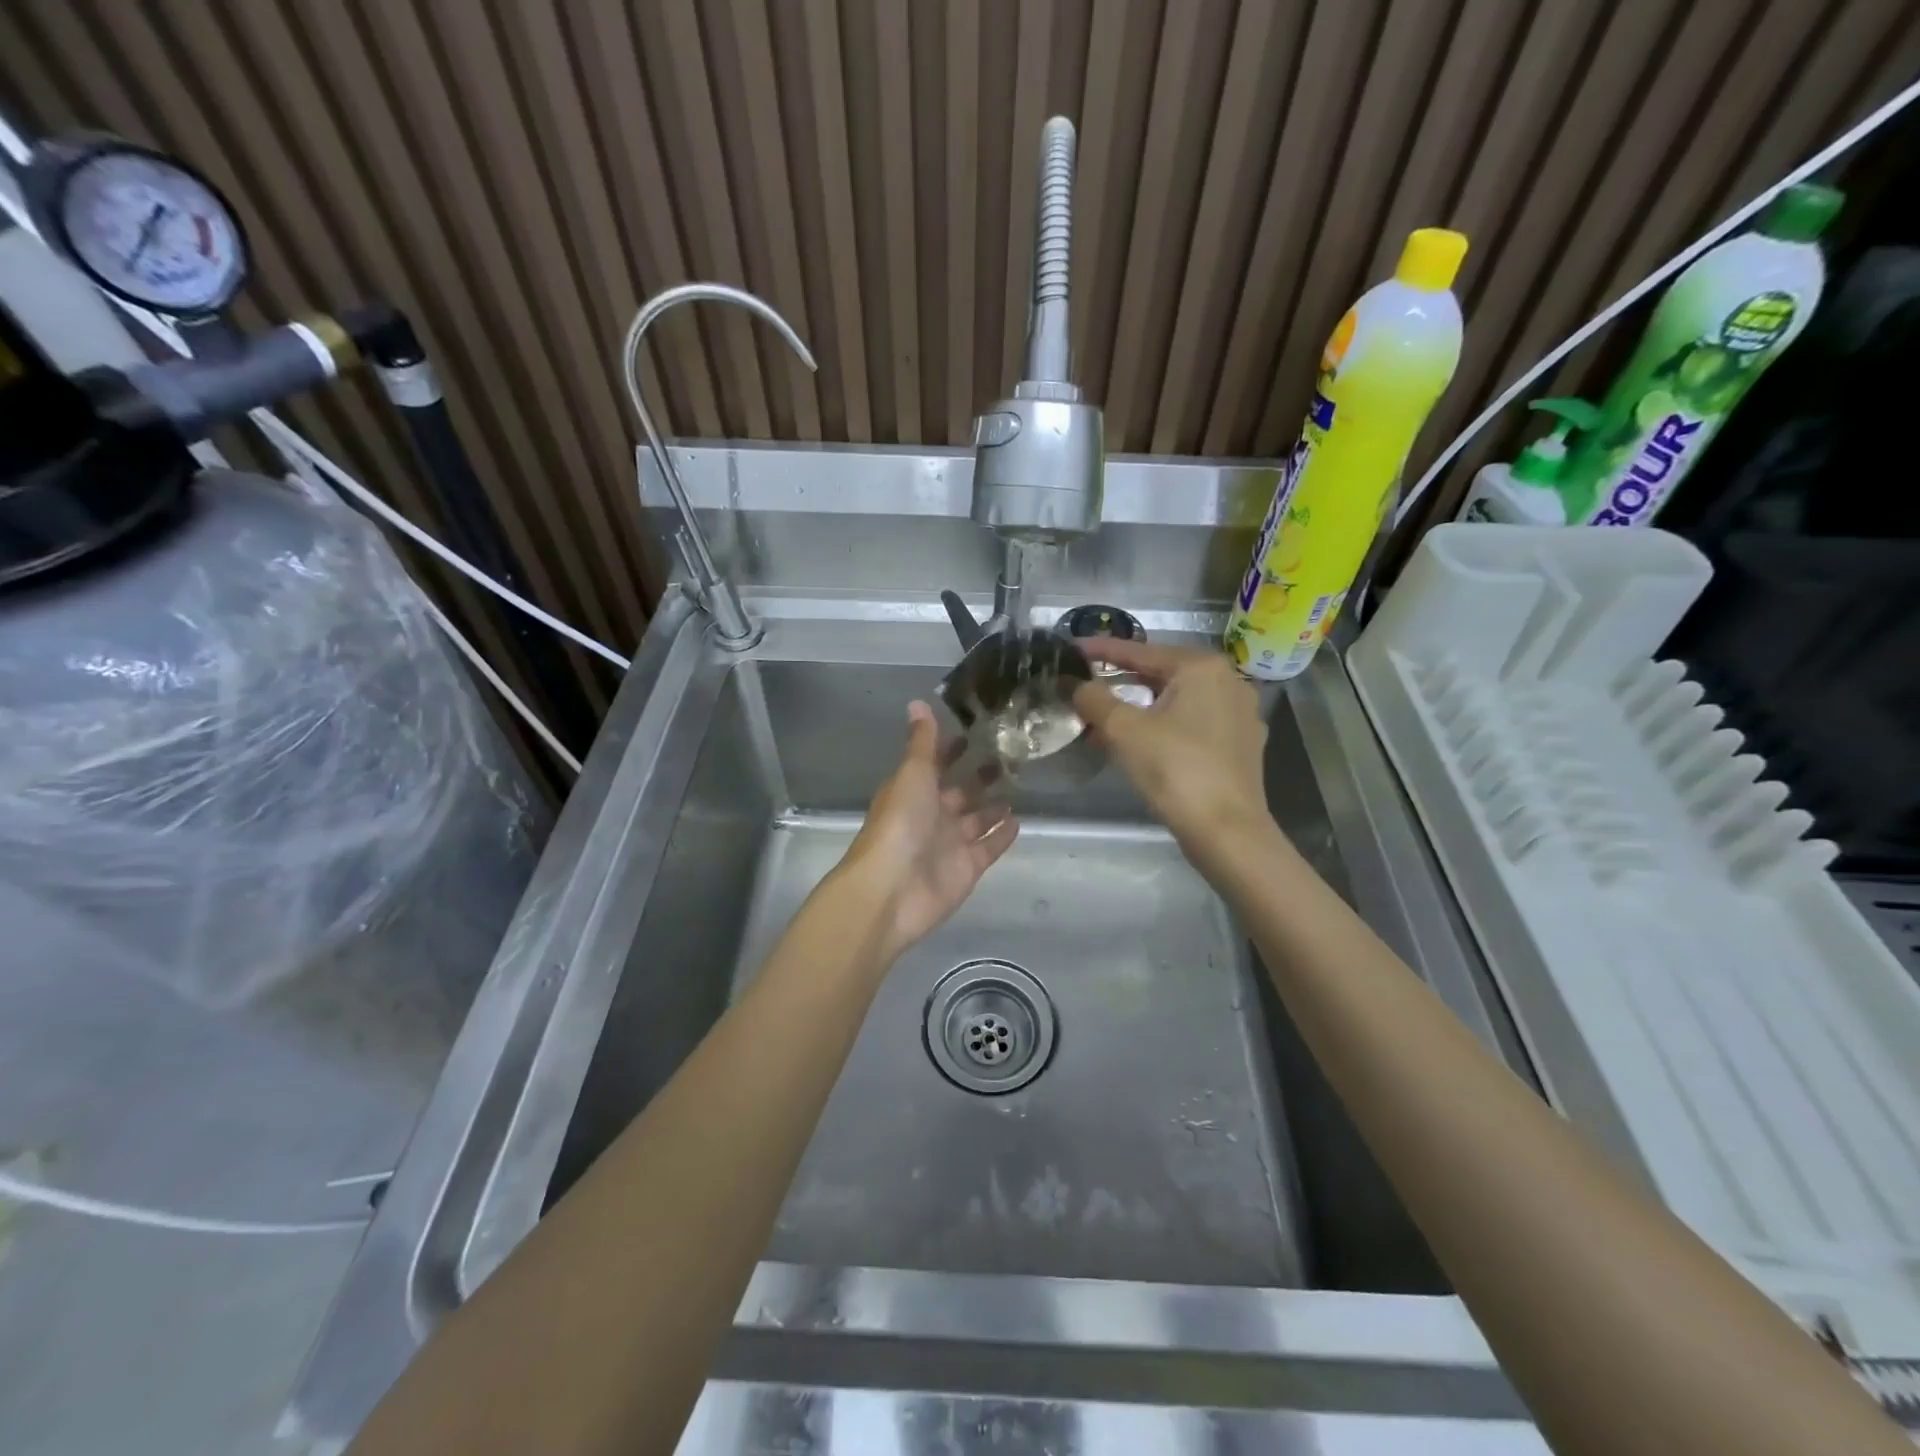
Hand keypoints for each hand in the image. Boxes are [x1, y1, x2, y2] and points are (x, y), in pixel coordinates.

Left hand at [838, 700, 1018, 960]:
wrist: (892, 890)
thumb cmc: (900, 823)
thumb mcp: (912, 773)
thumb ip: (922, 742)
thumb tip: (917, 702)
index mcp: (913, 789)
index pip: (936, 763)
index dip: (953, 747)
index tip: (979, 729)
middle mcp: (931, 814)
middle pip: (960, 791)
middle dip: (981, 775)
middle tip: (1012, 754)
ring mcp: (950, 843)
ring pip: (977, 818)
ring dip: (995, 804)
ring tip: (1023, 783)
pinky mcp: (967, 867)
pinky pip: (989, 846)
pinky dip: (1002, 835)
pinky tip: (1021, 820)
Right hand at [1072, 640, 1274, 858]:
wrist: (1227, 832)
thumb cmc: (1175, 770)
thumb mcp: (1123, 731)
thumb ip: (1094, 699)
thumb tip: (1075, 684)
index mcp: (1202, 668)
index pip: (1141, 651)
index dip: (1103, 650)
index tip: (1073, 649)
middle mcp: (1228, 681)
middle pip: (1161, 674)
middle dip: (1121, 683)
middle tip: (1086, 687)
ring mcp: (1240, 714)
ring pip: (1177, 701)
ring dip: (1140, 708)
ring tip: (1105, 720)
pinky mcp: (1241, 745)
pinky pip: (1193, 724)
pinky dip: (1163, 727)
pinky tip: (1141, 744)